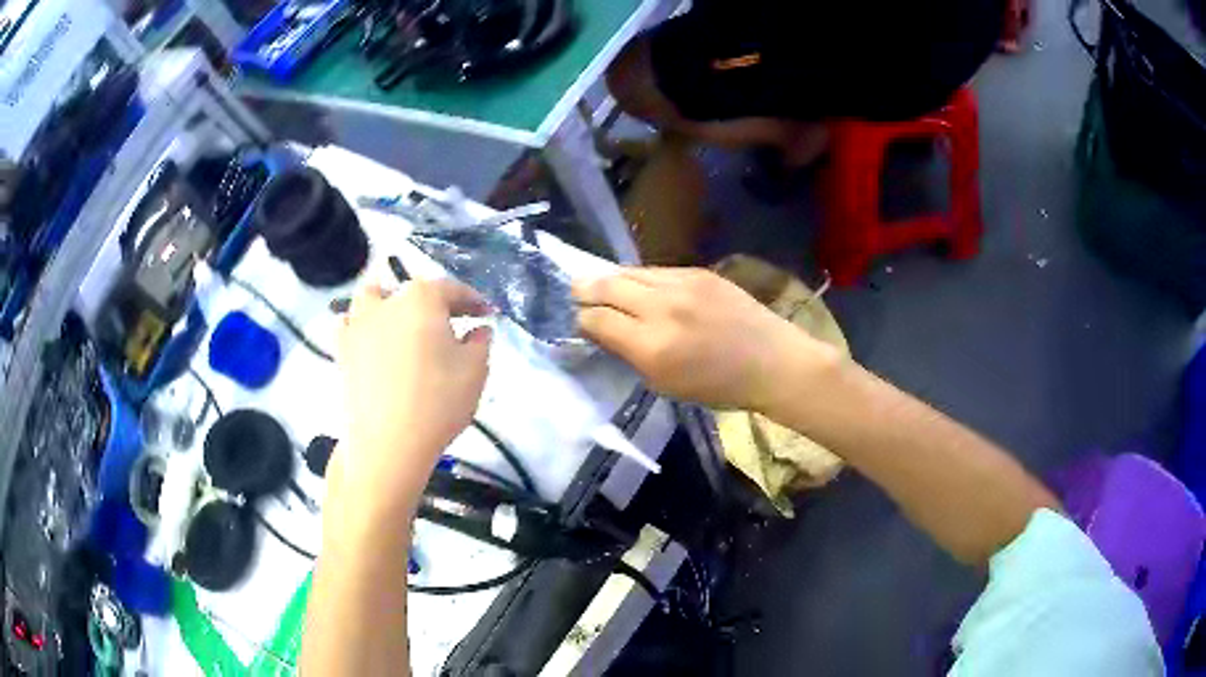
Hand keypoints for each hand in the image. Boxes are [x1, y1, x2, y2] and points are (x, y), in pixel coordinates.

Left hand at [335, 279, 492, 513]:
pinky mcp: (342, 350)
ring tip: (403, 324)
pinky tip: (373, 341)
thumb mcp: (475, 371)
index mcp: (422, 298)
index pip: (452, 290)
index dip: (473, 300)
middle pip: (414, 291)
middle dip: (435, 303)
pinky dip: (362, 325)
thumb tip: (478, 328)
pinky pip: (350, 324)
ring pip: (374, 298)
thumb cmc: (437, 403)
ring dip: (390, 302)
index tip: (487, 313)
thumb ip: (480, 342)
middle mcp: (387, 302)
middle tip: (451, 324)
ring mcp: (359, 324)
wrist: (388, 443)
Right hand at [573, 267, 835, 411]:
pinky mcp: (699, 272)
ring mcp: (682, 283)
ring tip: (601, 284)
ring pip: (629, 271)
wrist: (771, 361)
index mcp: (651, 346)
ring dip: (611, 279)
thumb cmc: (719, 386)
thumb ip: (630, 354)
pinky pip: (656, 270)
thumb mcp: (665, 384)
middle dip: (584, 289)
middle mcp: (661, 308)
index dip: (581, 320)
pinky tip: (639, 286)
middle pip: (606, 286)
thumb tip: (603, 331)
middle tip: (575, 292)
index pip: (597, 320)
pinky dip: (641, 278)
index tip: (579, 322)